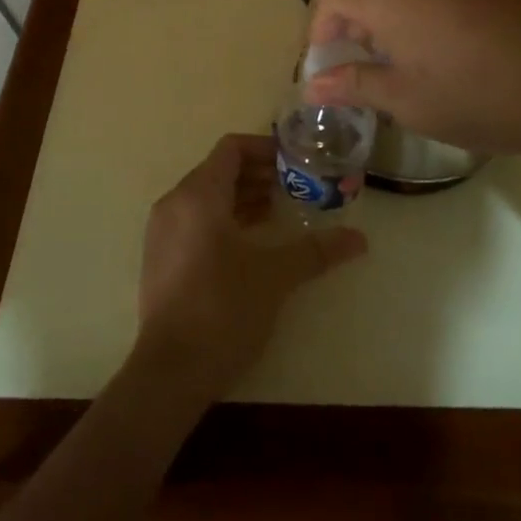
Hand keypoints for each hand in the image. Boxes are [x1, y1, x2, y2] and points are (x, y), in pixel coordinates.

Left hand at [134, 134, 366, 400]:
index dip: (265, 148)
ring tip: (278, 212)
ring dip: (242, 197)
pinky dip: (223, 218)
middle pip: (219, 170)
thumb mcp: (274, 276)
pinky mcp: (160, 257)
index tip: (295, 161)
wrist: (170, 372)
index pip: (231, 148)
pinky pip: (194, 219)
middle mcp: (175, 203)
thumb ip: (315, 251)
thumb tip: (359, 238)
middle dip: (258, 174)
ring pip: (206, 196)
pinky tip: (251, 242)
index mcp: (198, 195)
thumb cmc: (222, 309)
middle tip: (294, 187)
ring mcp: (162, 231)